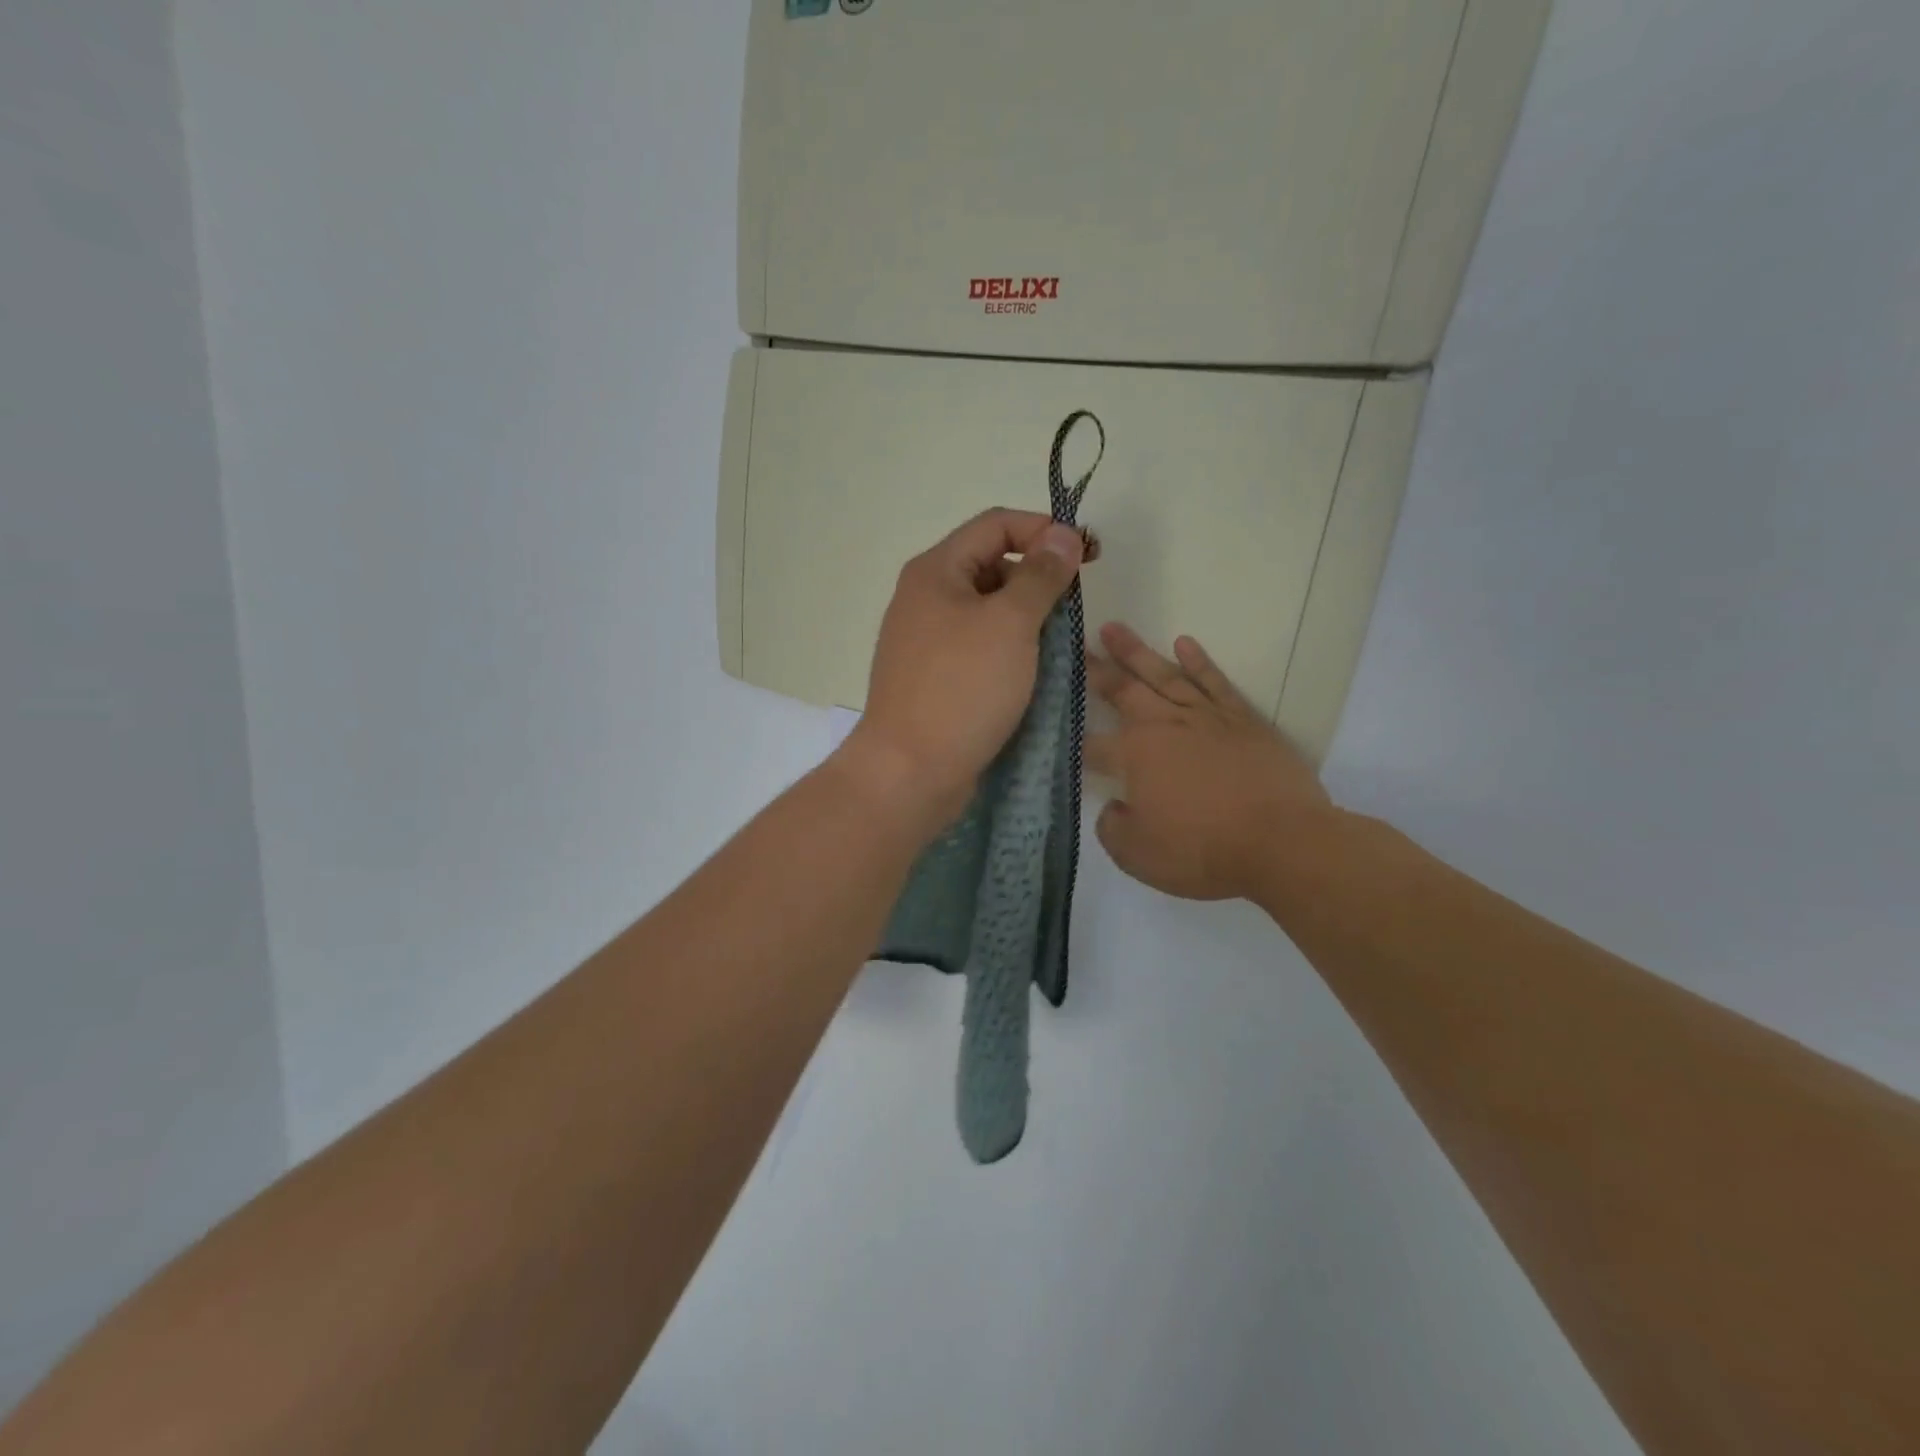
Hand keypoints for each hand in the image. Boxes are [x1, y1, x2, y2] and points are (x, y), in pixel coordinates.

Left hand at [840, 509, 1084, 831]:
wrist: (910, 771)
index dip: (1044, 530)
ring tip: (1059, 642)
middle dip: (1037, 576)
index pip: (996, 525)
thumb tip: (1063, 534)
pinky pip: (978, 647)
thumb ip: (1040, 576)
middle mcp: (924, 598)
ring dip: (1026, 617)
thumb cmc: (962, 689)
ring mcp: (925, 641)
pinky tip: (1032, 670)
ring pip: (986, 611)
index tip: (1088, 555)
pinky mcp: (934, 678)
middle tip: (1074, 606)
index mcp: (935, 571)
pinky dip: (1008, 649)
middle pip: (990, 565)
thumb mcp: (1010, 624)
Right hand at [1087, 624, 1339, 901]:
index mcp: (1134, 757)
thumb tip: (1113, 808)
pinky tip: (1183, 643)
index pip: (1093, 745)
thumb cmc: (1203, 851)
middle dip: (1096, 669)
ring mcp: (1205, 718)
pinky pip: (1214, 682)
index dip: (1074, 741)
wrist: (1282, 841)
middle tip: (1076, 644)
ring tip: (1114, 628)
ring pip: (1163, 675)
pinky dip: (1198, 661)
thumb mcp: (1138, 856)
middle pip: (1123, 691)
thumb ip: (1112, 828)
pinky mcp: (1242, 719)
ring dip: (1136, 652)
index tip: (1059, 731)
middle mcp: (1164, 726)